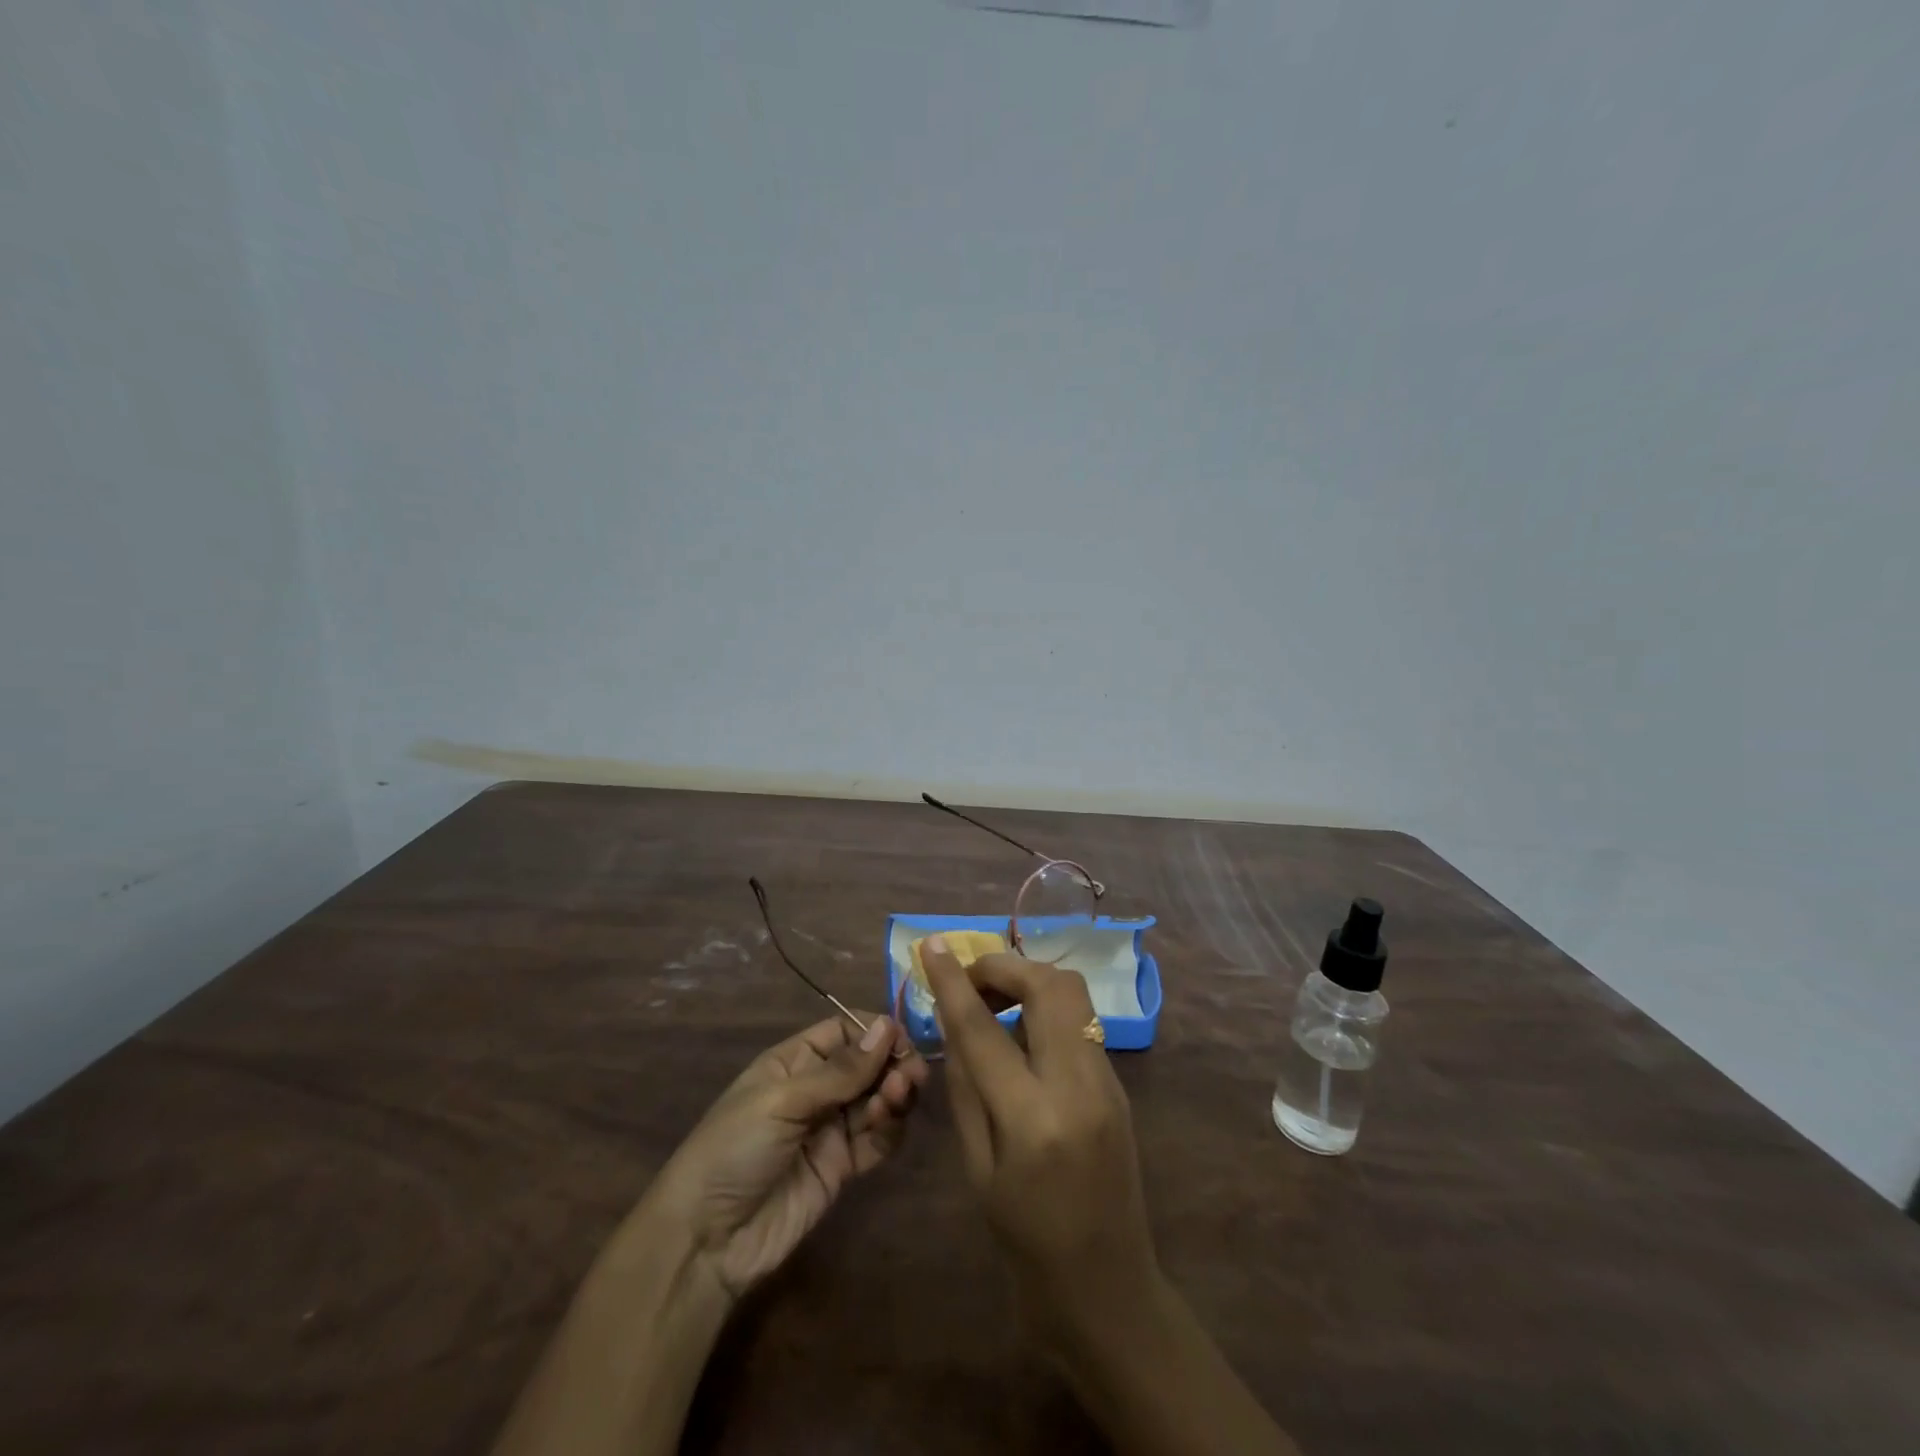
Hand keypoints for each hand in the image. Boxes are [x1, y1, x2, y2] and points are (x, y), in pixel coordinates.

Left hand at [651, 1014, 927, 1300]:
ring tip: (897, 1097)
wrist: (708, 1240)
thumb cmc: (734, 1149)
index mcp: (794, 1062)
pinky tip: (887, 1123)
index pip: (844, 1031)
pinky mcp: (841, 1167)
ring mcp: (829, 1129)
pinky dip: (889, 1128)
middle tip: (911, 1074)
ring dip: (894, 1094)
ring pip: (876, 1099)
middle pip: (867, 1065)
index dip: (874, 1032)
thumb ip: (839, 1071)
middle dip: (891, 1064)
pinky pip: (876, 1139)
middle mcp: (815, 1090)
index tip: (901, 1040)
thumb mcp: (783, 1101)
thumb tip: (888, 1027)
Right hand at [920, 939, 1158, 1343]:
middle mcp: (1078, 1086)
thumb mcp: (977, 1170)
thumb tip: (954, 1023)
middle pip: (1049, 985)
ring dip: (1029, 982)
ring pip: (1072, 994)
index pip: (983, 1028)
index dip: (953, 980)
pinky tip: (1022, 1035)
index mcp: (1032, 1119)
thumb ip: (965, 1088)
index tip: (931, 944)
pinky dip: (1046, 1009)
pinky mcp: (1118, 1083)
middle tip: (971, 983)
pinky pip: (1080, 1021)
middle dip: (1004, 967)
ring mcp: (1107, 1081)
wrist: (1110, 1290)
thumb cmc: (1027, 1244)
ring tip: (994, 1005)